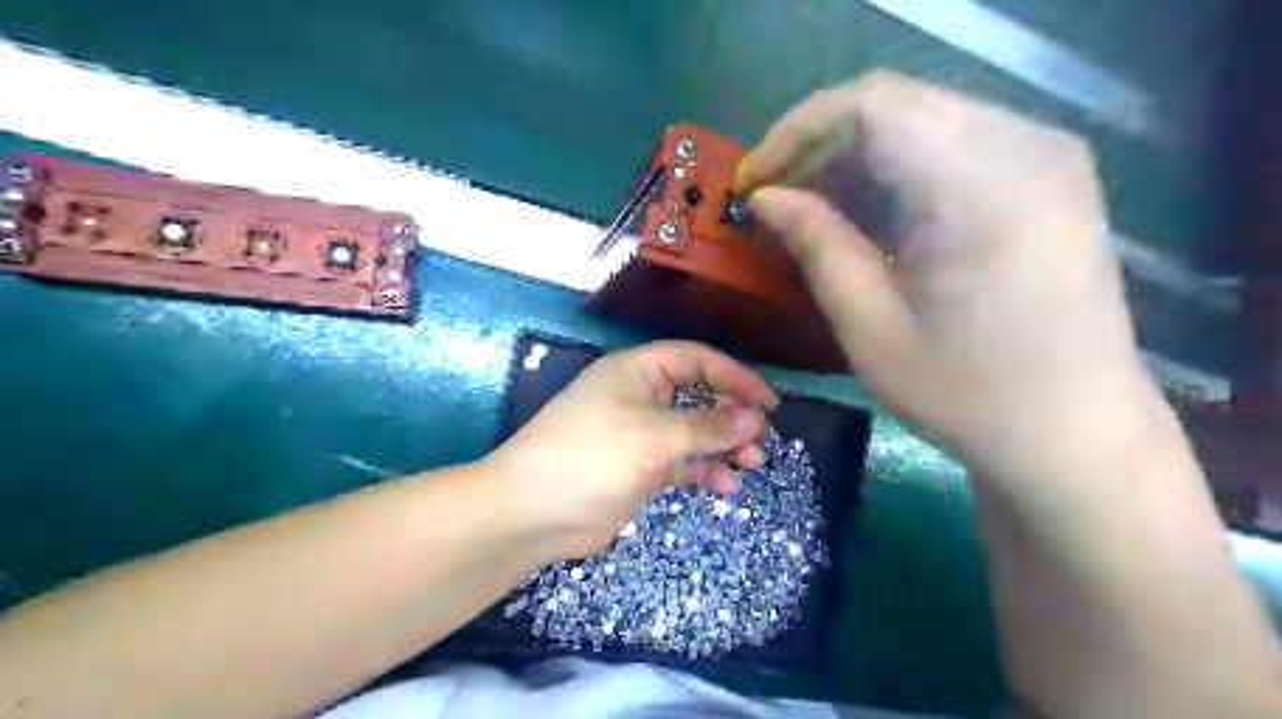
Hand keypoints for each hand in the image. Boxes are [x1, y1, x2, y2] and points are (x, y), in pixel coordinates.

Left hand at [486, 344, 774, 559]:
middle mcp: (640, 396)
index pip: (696, 360)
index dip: (735, 377)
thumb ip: (707, 427)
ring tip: (750, 464)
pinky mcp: (639, 466)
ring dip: (722, 445)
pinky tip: (724, 486)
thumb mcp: (653, 438)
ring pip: (693, 431)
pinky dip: (704, 470)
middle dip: (731, 415)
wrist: (531, 513)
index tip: (768, 403)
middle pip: (698, 395)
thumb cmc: (590, 458)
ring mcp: (639, 433)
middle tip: (760, 440)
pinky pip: (681, 461)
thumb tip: (754, 418)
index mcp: (637, 371)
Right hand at [738, 70, 1168, 477]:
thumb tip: (765, 199)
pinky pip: (952, 141)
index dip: (798, 132)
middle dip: (820, 142)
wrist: (1074, 431)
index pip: (871, 107)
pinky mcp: (1047, 174)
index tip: (754, 180)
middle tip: (775, 194)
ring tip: (811, 205)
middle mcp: (1025, 147)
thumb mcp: (871, 328)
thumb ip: (817, 247)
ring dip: (854, 154)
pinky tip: (866, 209)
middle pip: (896, 102)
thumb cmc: (966, 395)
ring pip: (921, 116)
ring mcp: (1045, 154)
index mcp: (981, 190)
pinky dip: (896, 166)